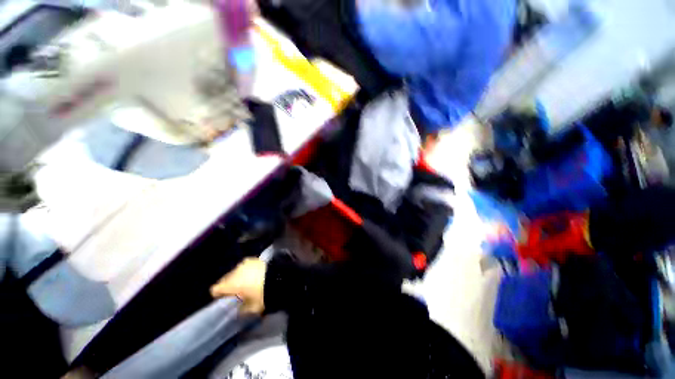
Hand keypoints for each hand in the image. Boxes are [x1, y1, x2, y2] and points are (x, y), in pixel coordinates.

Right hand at [210, 258, 266, 314]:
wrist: (280, 277)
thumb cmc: (264, 294)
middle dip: (229, 286)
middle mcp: (235, 271)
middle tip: (238, 293)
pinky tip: (255, 276)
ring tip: (248, 284)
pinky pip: (246, 266)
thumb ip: (241, 309)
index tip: (226, 300)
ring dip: (238, 277)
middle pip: (225, 279)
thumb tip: (238, 308)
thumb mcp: (252, 308)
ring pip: (235, 272)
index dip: (219, 295)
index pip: (215, 289)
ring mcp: (245, 263)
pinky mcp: (255, 259)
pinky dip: (247, 271)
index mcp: (230, 283)